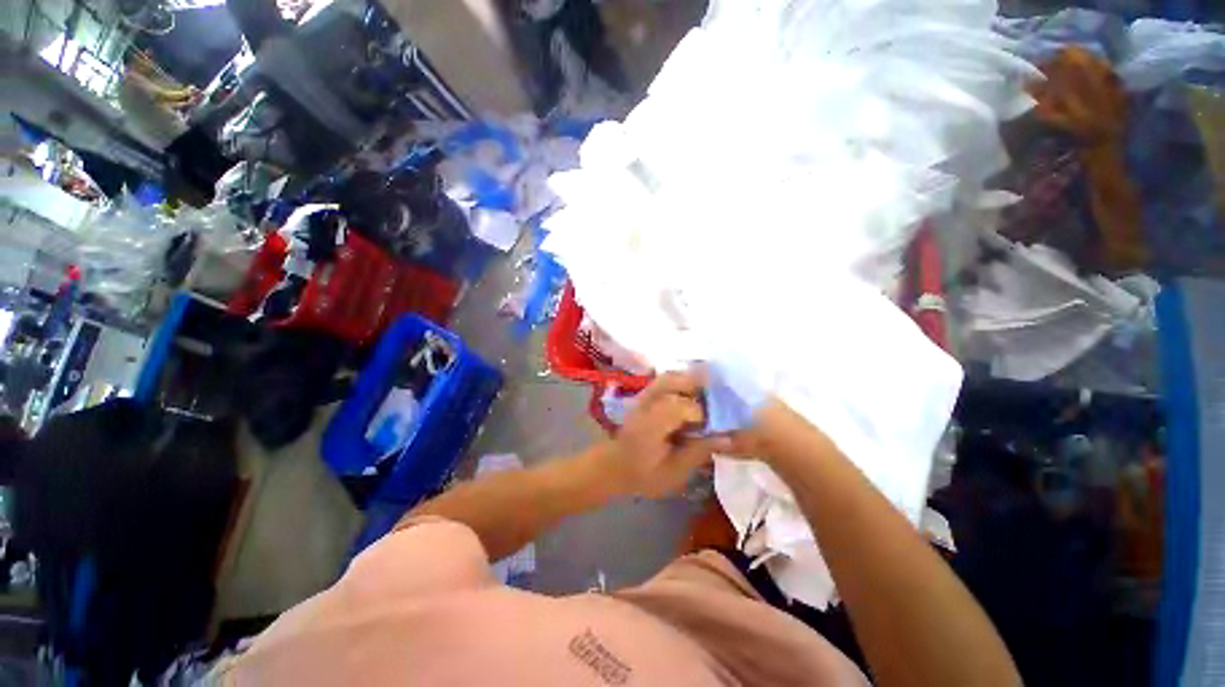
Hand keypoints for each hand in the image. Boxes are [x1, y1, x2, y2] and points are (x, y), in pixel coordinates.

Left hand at [592, 371, 731, 497]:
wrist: (613, 466)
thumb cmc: (642, 474)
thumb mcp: (673, 472)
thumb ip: (698, 452)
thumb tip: (727, 437)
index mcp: (652, 424)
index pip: (681, 406)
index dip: (702, 414)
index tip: (713, 427)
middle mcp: (647, 403)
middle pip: (673, 380)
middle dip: (698, 386)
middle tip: (716, 401)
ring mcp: (643, 396)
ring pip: (669, 376)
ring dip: (690, 381)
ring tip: (707, 396)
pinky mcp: (644, 395)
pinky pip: (666, 381)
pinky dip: (681, 383)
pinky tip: (693, 396)